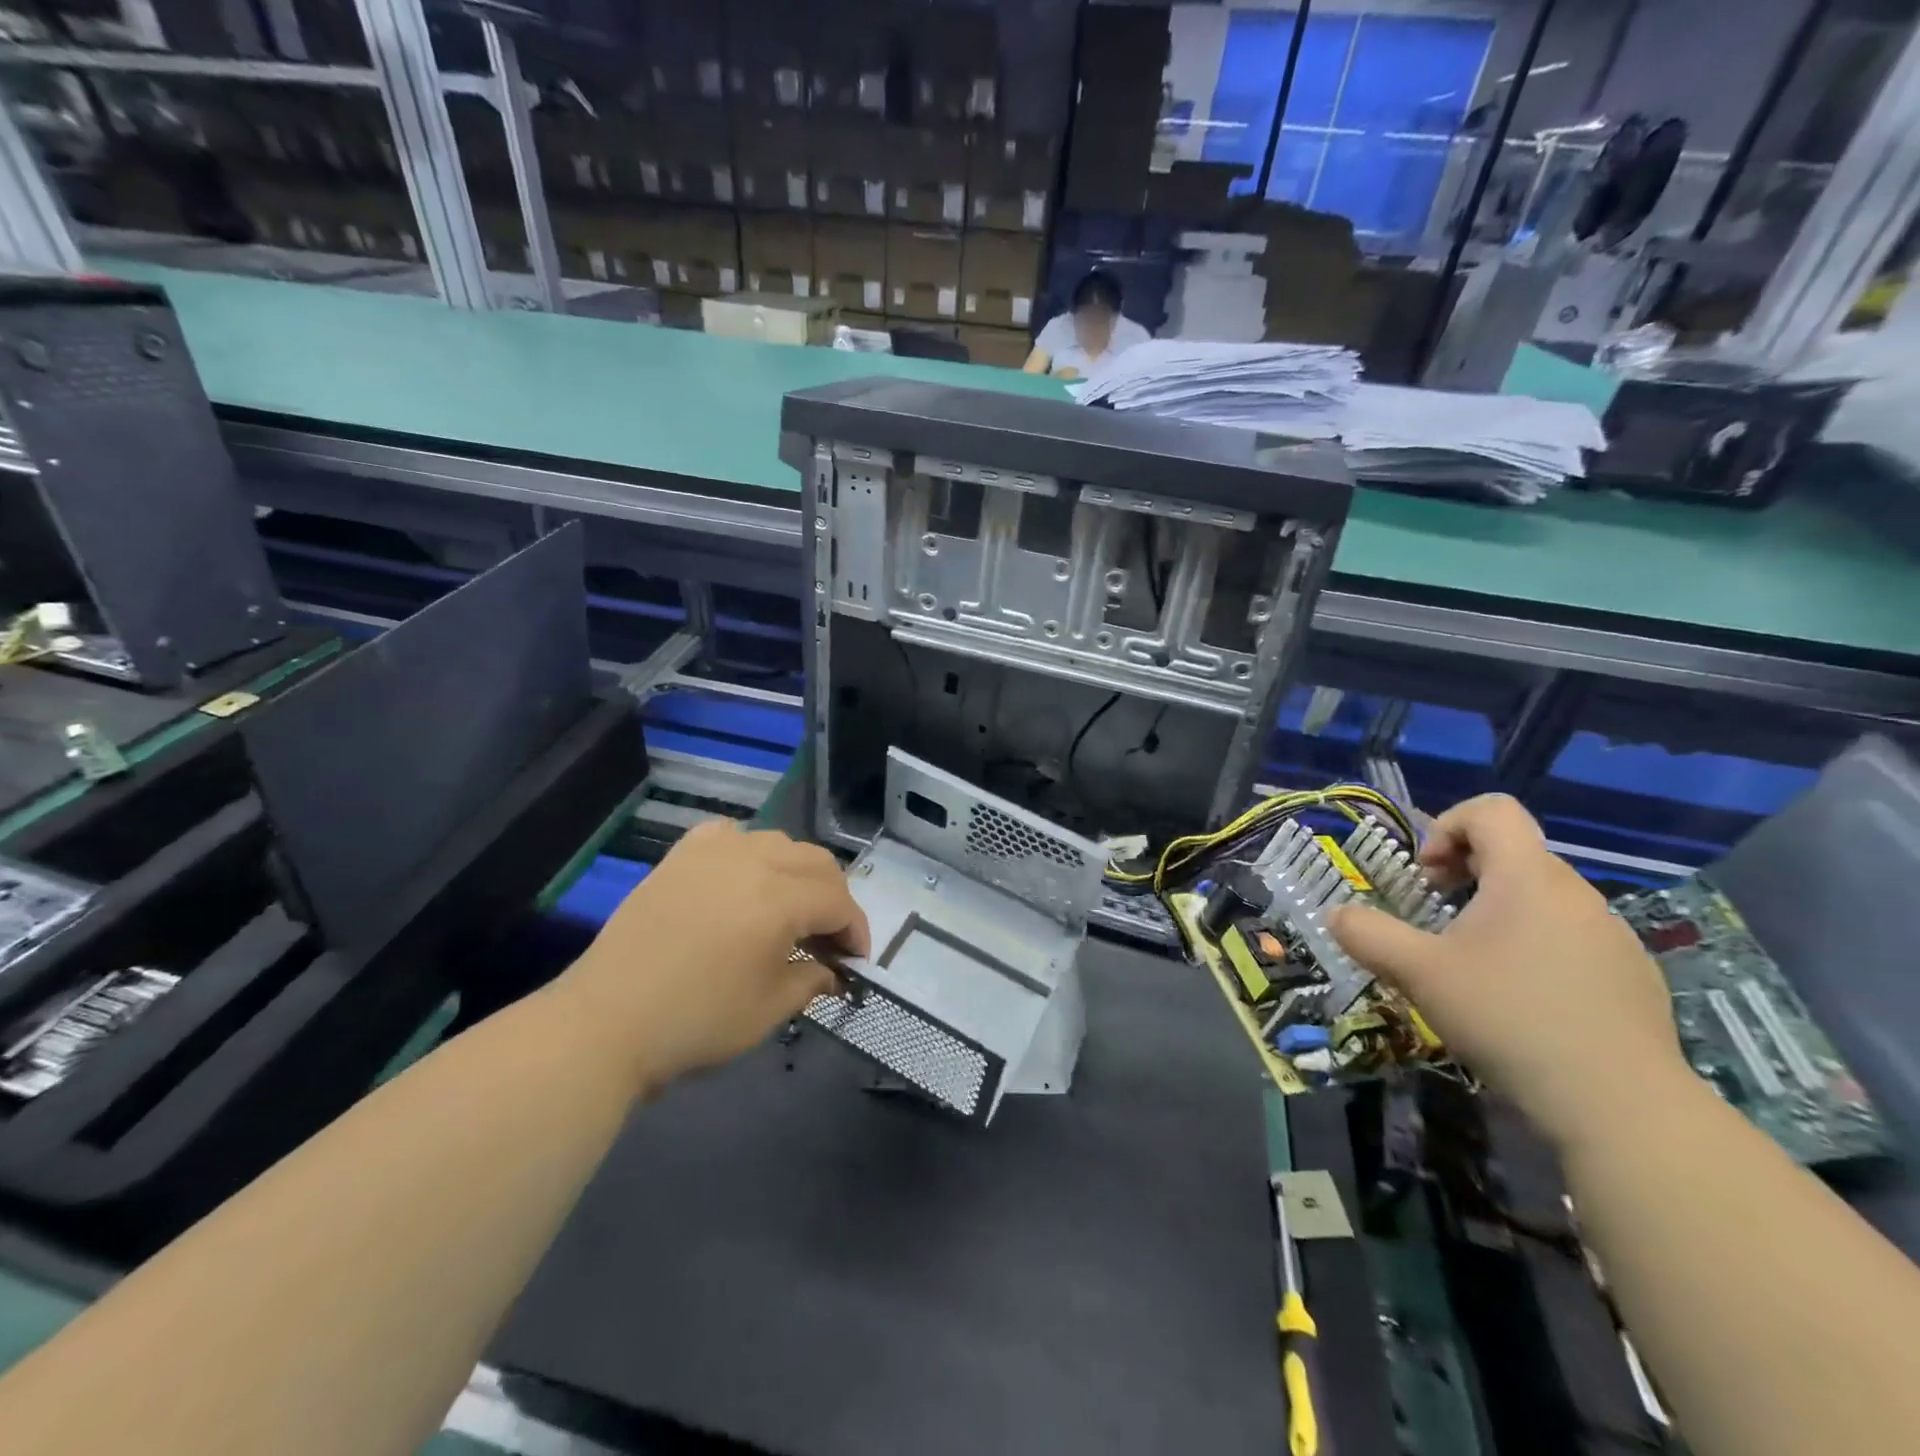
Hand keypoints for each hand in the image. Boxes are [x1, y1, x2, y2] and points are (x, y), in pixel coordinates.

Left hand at [556, 821, 867, 1092]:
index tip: (856, 961)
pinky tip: (742, 877)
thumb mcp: (769, 1010)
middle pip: (817, 863)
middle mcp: (753, 862)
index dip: (856, 931)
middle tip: (828, 937)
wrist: (606, 1022)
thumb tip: (832, 970)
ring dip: (796, 872)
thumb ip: (811, 979)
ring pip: (778, 842)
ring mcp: (713, 853)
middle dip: (834, 898)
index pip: (839, 902)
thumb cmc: (696, 1021)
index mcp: (780, 900)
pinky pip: (729, 834)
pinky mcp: (680, 857)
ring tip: (789, 907)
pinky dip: (748, 850)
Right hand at [1329, 794, 1690, 1152]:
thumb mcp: (1417, 973)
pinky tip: (1523, 1002)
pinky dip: (1537, 949)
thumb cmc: (1508, 1017)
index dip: (1447, 827)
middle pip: (1515, 854)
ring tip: (1475, 965)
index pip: (1492, 810)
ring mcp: (1613, 936)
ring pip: (1543, 899)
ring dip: (1500, 913)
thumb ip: (1367, 934)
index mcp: (1527, 877)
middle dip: (1465, 874)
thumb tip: (1337, 914)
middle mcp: (1577, 894)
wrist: (1621, 1106)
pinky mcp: (1633, 977)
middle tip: (1437, 919)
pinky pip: (1573, 939)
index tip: (1427, 876)